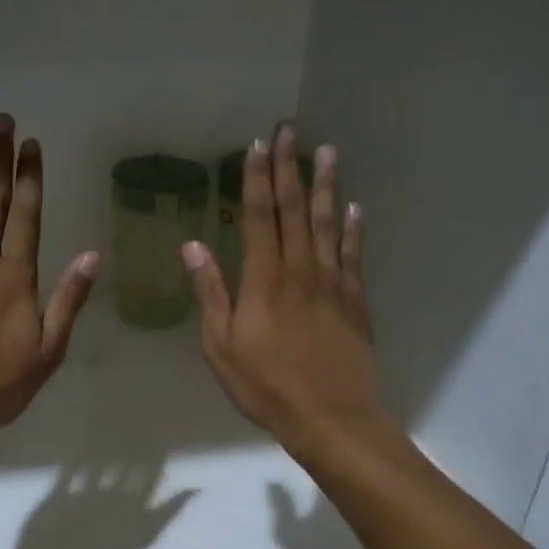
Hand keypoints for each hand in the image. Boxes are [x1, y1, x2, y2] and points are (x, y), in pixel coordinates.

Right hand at [182, 125, 384, 458]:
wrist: (330, 417)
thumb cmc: (266, 386)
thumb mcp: (221, 346)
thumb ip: (210, 293)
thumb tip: (192, 246)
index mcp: (264, 280)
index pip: (260, 217)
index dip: (257, 180)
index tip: (257, 146)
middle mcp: (300, 270)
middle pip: (294, 210)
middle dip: (290, 168)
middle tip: (289, 131)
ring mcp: (333, 283)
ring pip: (327, 223)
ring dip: (326, 186)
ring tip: (327, 152)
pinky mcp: (355, 301)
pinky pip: (353, 255)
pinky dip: (352, 228)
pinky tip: (353, 208)